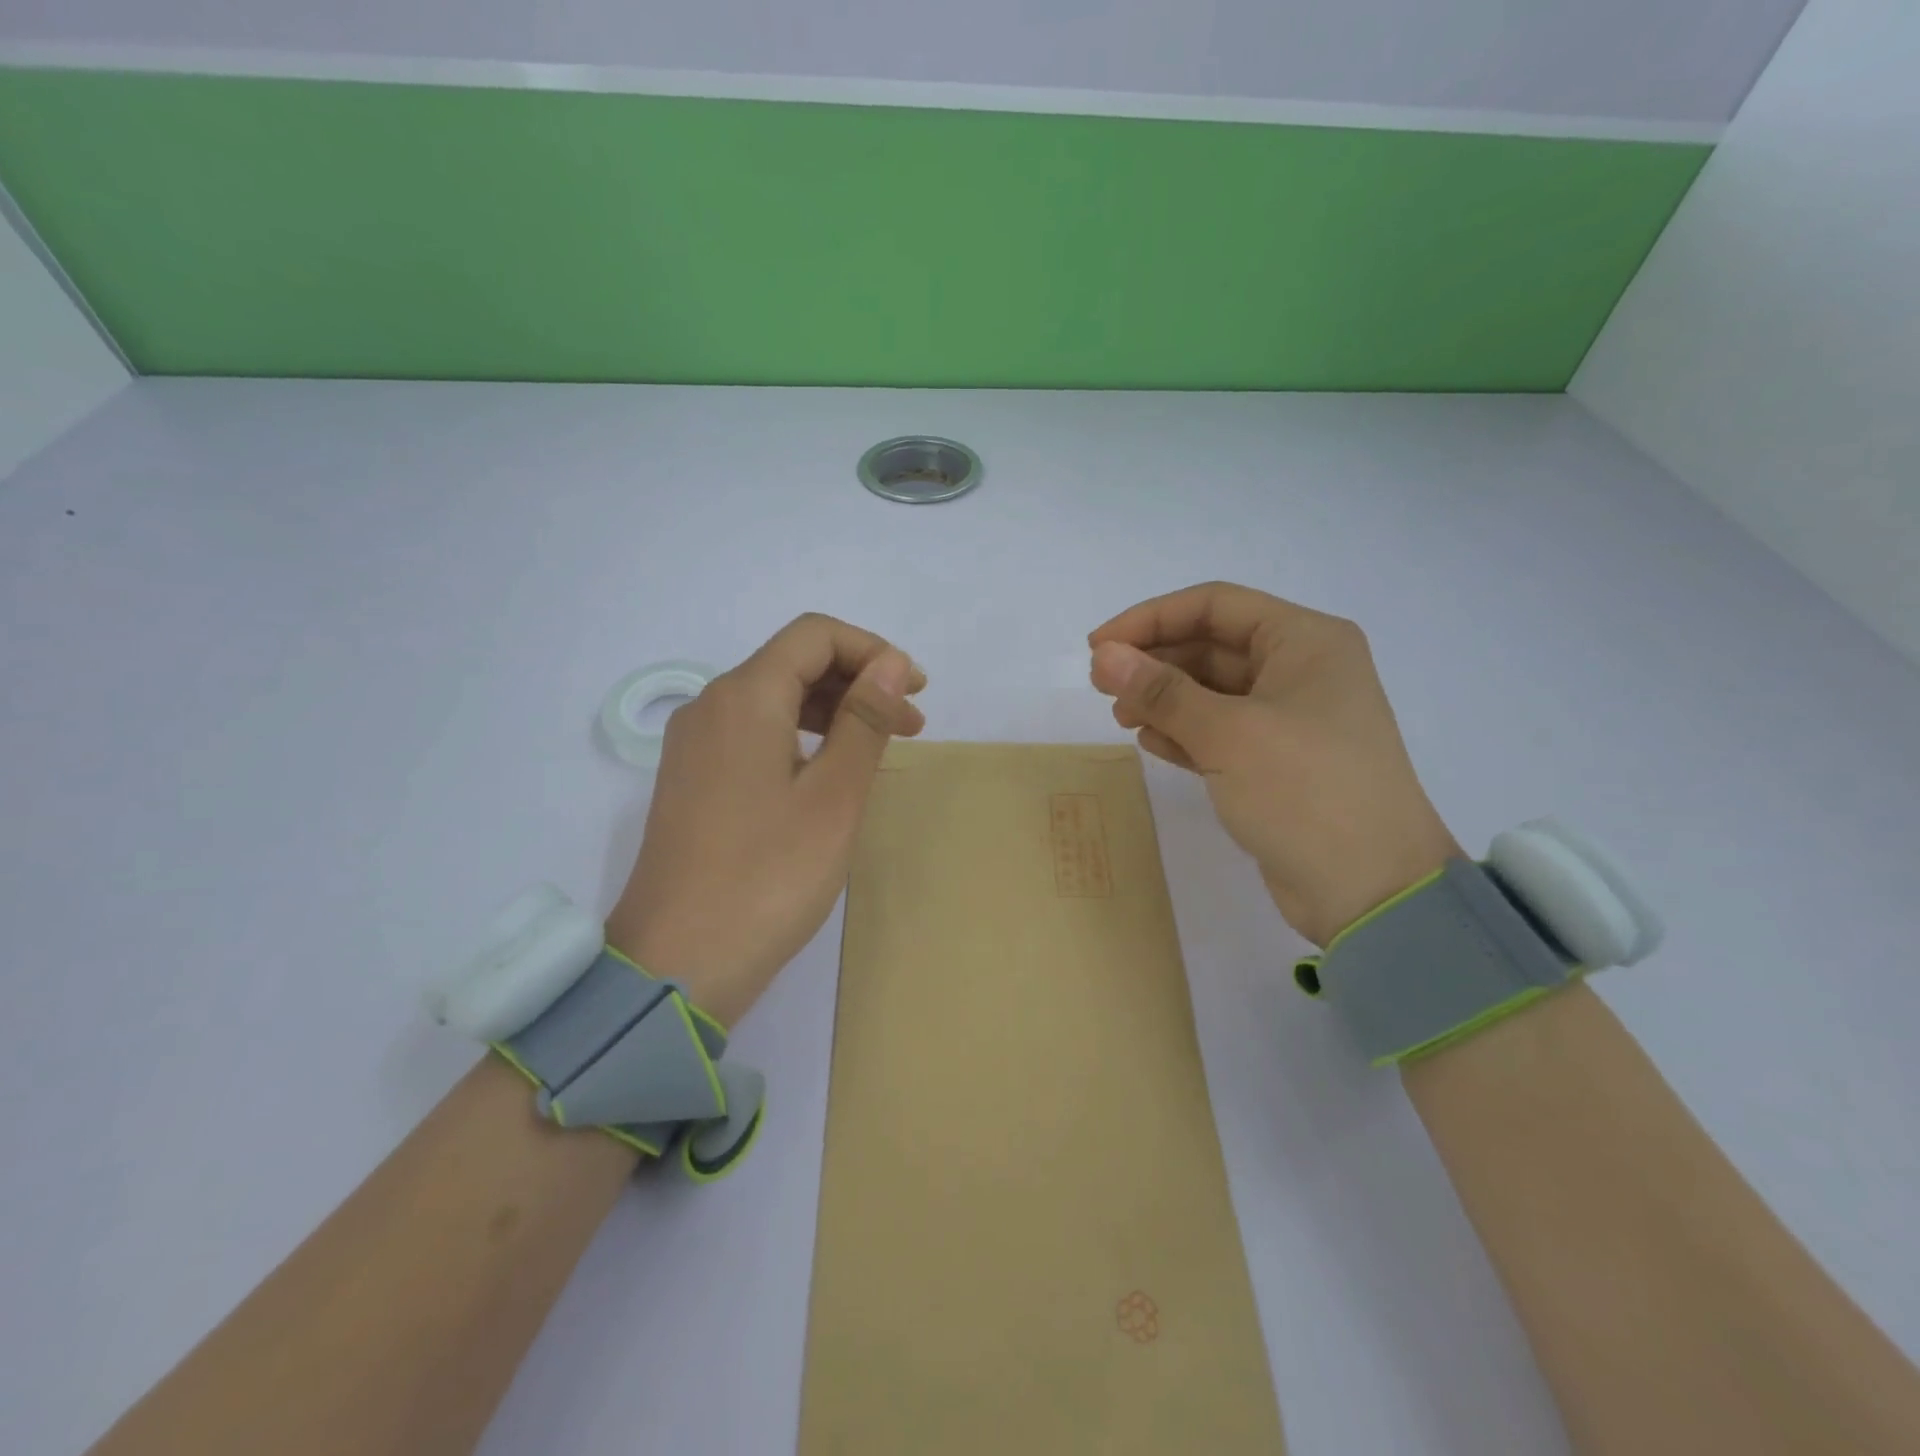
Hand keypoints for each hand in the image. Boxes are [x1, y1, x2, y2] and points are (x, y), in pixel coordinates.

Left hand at [604, 614, 924, 1025]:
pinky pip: (754, 733)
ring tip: (879, 750)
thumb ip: (864, 720)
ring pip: (774, 699)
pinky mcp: (693, 780)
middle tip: (911, 726)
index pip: (815, 636)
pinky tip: (828, 773)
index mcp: (744, 697)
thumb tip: (892, 663)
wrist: (677, 964)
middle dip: (858, 682)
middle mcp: (711, 706)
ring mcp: (695, 745)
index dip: (873, 651)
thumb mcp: (833, 797)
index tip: (916, 692)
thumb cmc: (768, 877)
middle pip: (792, 662)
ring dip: (833, 710)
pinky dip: (801, 737)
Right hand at [1089, 582, 1458, 945]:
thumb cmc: (1305, 792)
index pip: (1215, 606)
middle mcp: (1301, 670)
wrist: (1372, 891)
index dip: (1151, 619)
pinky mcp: (1277, 762)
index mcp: (1306, 641)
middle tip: (1101, 687)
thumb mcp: (1228, 733)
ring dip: (1163, 699)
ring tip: (1121, 718)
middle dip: (1154, 662)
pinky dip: (1184, 732)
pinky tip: (1151, 743)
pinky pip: (1219, 731)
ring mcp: (1290, 719)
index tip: (1099, 646)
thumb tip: (1104, 655)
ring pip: (1211, 691)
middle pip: (1211, 647)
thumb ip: (1162, 691)